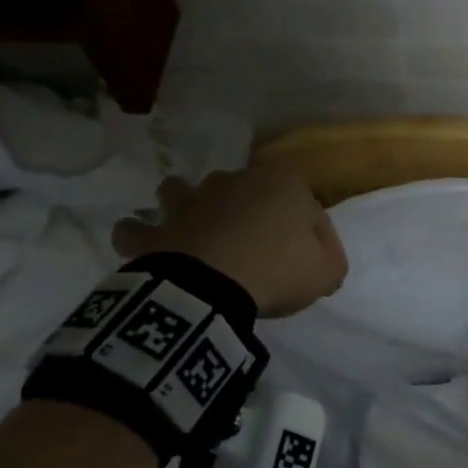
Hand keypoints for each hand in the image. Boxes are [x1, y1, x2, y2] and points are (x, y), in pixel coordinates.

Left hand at [112, 167, 346, 317]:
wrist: (215, 288)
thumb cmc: (279, 269)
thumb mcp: (328, 270)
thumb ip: (330, 257)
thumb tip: (320, 257)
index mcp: (281, 181)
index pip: (304, 199)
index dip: (308, 228)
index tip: (307, 256)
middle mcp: (233, 180)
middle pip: (243, 189)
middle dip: (246, 208)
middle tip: (255, 246)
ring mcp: (189, 201)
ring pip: (180, 191)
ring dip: (184, 206)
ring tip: (194, 230)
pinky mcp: (157, 230)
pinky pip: (137, 229)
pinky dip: (140, 236)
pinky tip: (147, 246)